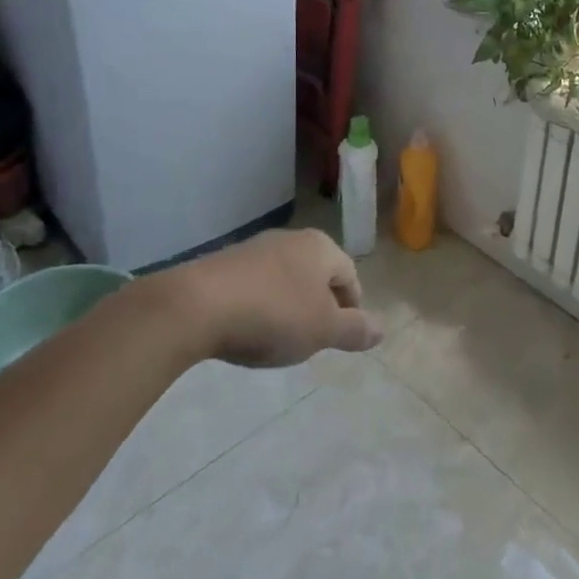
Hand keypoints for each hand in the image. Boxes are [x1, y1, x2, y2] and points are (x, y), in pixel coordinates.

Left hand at [153, 228, 381, 367]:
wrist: (195, 306)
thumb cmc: (273, 315)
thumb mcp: (323, 330)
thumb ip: (355, 330)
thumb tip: (382, 329)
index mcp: (321, 247)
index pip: (350, 276)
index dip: (352, 309)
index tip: (341, 338)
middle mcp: (291, 239)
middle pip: (317, 275)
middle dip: (318, 306)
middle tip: (311, 339)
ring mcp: (254, 248)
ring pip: (285, 279)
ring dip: (288, 306)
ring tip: (277, 338)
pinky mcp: (222, 263)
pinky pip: (254, 285)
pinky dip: (258, 305)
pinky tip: (246, 329)